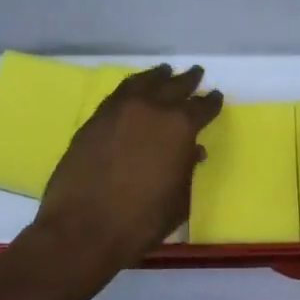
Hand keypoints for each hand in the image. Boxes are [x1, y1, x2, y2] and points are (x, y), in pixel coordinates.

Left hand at [35, 64, 222, 278]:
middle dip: (188, 80)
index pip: (202, 107)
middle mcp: (153, 109)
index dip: (211, 102)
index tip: (215, 96)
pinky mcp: (97, 117)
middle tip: (196, 73)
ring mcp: (121, 109)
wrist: (83, 228)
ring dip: (159, 76)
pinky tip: (135, 88)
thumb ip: (187, 170)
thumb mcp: (178, 201)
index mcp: (180, 127)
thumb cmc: (140, 221)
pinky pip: (121, 92)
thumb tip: (192, 151)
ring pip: (145, 82)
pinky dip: (133, 86)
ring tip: (165, 71)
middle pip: (175, 86)